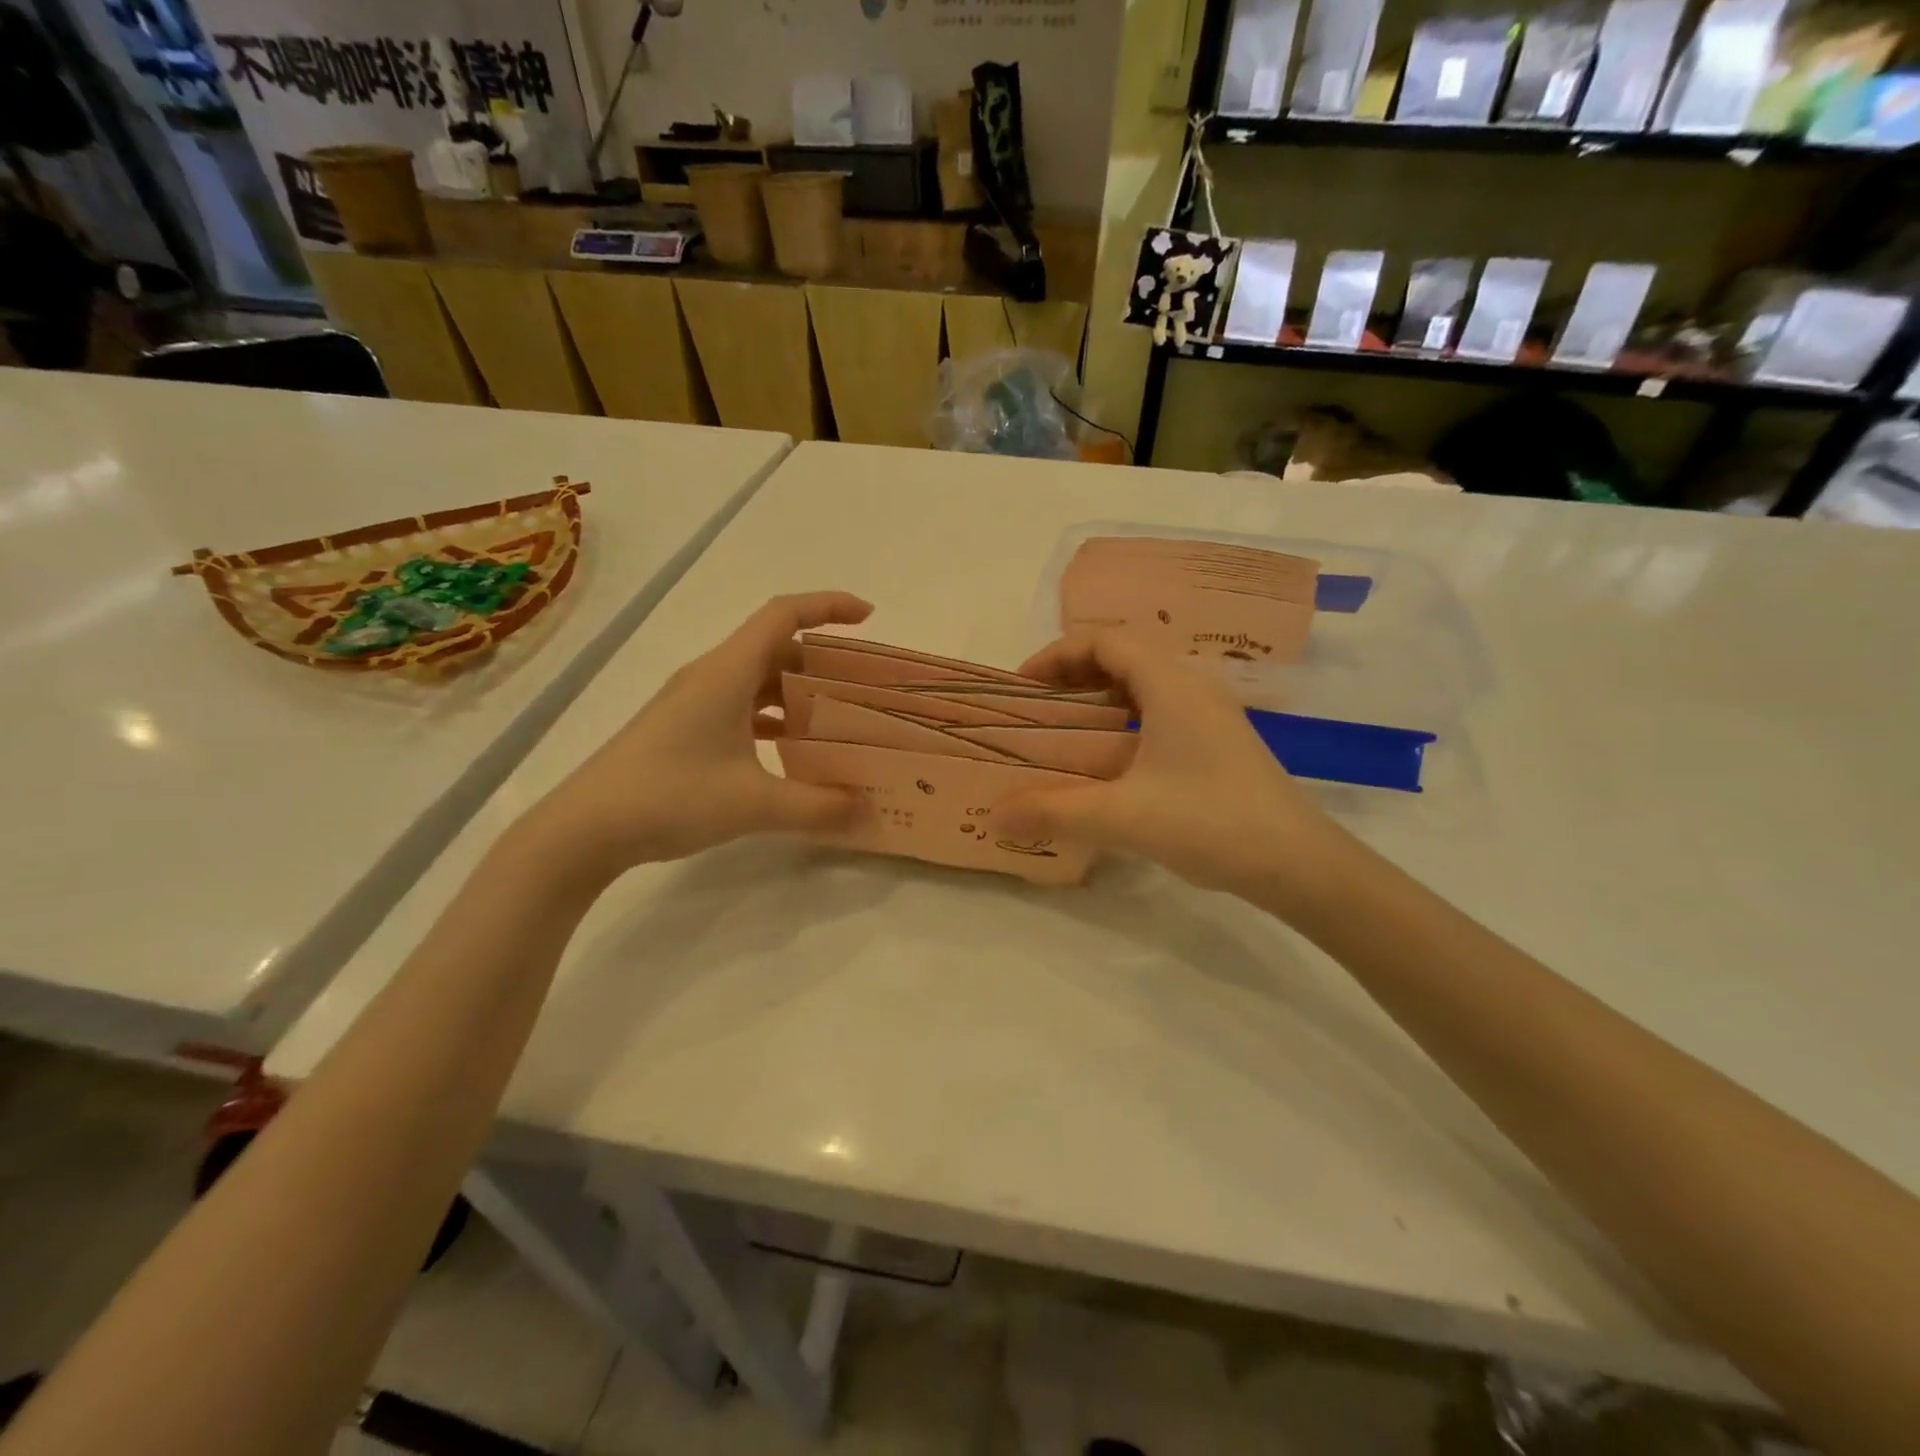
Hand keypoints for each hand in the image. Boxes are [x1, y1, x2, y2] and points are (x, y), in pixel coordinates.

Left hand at [522, 592, 873, 879]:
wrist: (584, 828)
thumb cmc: (669, 797)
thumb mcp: (753, 804)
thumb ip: (817, 808)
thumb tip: (868, 813)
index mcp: (727, 673)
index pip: (783, 615)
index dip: (828, 606)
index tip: (869, 616)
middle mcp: (710, 676)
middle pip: (775, 647)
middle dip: (822, 660)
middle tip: (861, 686)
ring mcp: (692, 702)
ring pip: (756, 679)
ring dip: (796, 692)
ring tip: (836, 720)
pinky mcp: (682, 728)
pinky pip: (739, 706)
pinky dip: (771, 717)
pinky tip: (789, 751)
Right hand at [995, 631, 1349, 902]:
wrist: (1298, 864)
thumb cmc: (1211, 822)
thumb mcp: (1124, 816)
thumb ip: (1056, 810)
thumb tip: (996, 814)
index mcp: (1171, 685)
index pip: (1106, 640)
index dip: (1058, 654)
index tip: (1022, 686)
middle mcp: (1192, 688)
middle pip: (1124, 657)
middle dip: (1074, 675)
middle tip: (1036, 708)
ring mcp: (1210, 716)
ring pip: (1143, 686)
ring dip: (1100, 699)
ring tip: (1063, 732)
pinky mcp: (1218, 744)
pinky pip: (1159, 713)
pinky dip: (1124, 723)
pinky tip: (1108, 763)